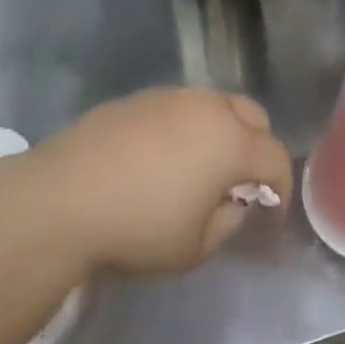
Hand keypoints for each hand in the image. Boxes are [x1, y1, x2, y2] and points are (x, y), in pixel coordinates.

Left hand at [26, 88, 293, 274]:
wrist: (64, 196)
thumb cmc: (139, 226)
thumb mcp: (195, 247)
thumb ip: (228, 221)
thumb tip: (234, 203)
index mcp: (231, 142)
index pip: (275, 157)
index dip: (281, 186)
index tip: (270, 211)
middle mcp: (208, 107)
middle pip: (253, 116)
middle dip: (256, 147)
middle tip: (240, 183)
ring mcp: (172, 96)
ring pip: (216, 105)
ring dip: (222, 132)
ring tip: (200, 168)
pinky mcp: (140, 97)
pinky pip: (180, 107)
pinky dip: (186, 127)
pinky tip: (161, 158)